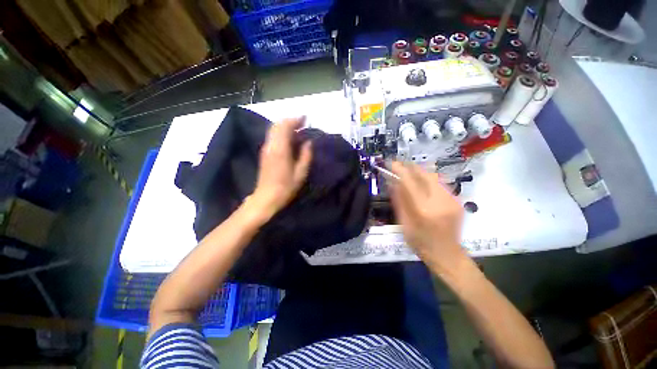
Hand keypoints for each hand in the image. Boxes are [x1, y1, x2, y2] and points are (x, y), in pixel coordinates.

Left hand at [249, 117, 312, 220]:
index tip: (306, 119)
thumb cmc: (285, 187)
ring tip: (297, 130)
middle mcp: (271, 144)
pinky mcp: (264, 153)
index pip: (286, 126)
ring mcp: (266, 148)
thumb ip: (306, 155)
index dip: (296, 120)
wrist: (266, 198)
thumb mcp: (300, 173)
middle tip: (302, 123)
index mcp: (280, 148)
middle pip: (278, 124)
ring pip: (273, 129)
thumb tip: (308, 142)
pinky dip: (281, 132)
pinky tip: (289, 139)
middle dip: (290, 121)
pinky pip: (272, 136)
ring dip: (285, 126)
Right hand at [389, 162, 465, 273]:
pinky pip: (442, 187)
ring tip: (414, 177)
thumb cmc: (422, 244)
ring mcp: (451, 200)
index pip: (410, 182)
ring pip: (435, 179)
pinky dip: (433, 185)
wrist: (447, 254)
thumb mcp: (405, 226)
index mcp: (423, 210)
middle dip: (413, 168)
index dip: (400, 170)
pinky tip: (428, 191)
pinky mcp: (457, 201)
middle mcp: (439, 201)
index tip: (392, 163)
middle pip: (426, 175)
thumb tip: (393, 183)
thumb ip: (400, 203)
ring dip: (423, 175)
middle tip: (403, 167)